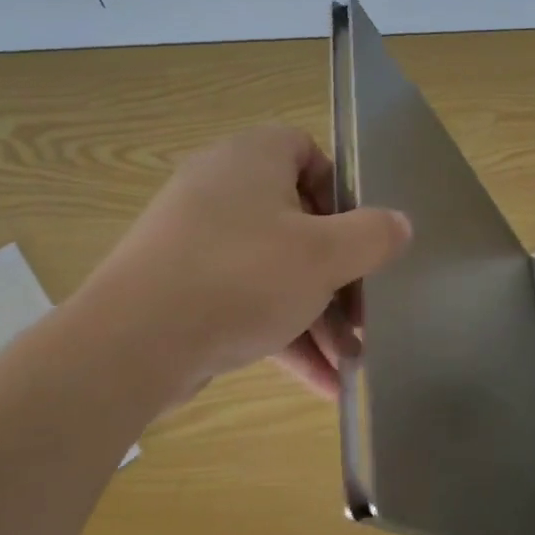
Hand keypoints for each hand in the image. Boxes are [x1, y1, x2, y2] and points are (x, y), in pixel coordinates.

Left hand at [92, 126, 410, 398]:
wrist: (134, 342)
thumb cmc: (242, 277)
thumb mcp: (325, 256)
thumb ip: (373, 236)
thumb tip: (400, 224)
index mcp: (250, 159)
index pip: (305, 150)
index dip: (340, 190)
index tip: (360, 235)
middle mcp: (220, 190)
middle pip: (296, 221)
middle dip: (336, 275)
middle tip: (364, 314)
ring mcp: (196, 241)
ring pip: (272, 270)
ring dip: (315, 316)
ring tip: (351, 362)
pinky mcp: (182, 287)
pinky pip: (244, 301)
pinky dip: (281, 334)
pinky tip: (320, 384)